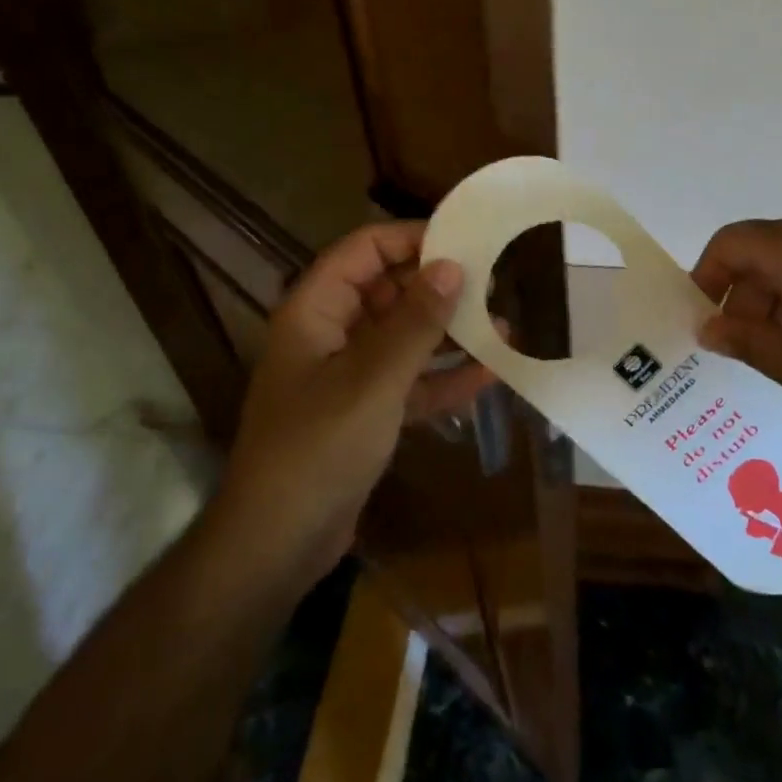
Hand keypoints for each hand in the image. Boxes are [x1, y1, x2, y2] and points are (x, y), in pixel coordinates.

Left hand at [214, 222, 492, 580]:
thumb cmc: (317, 448)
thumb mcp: (372, 380)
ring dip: (449, 334)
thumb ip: (415, 323)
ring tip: (504, 325)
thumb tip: (452, 266)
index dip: (411, 238)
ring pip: (403, 337)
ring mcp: (348, 375)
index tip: (466, 238)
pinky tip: (489, 374)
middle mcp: (330, 333)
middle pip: (388, 291)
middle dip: (439, 288)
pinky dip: (443, 377)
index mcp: (315, 310)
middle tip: (496, 282)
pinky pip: (409, 381)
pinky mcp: (365, 412)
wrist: (278, 543)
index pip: (364, 250)